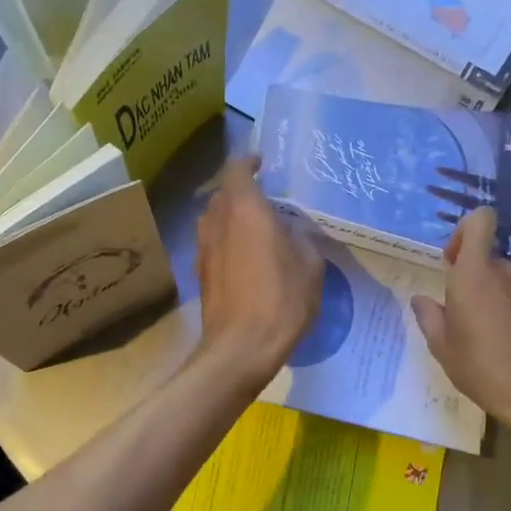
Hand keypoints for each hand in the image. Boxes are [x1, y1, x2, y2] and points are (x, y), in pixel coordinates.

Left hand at [194, 156, 323, 390]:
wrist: (240, 348)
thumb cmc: (280, 299)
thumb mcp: (310, 264)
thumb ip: (302, 237)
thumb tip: (292, 230)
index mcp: (244, 209)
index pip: (237, 169)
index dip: (249, 162)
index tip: (263, 164)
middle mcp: (217, 222)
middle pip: (224, 195)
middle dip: (243, 194)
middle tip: (268, 203)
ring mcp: (203, 249)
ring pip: (215, 221)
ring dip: (233, 220)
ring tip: (259, 233)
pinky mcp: (201, 274)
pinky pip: (214, 246)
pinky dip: (228, 244)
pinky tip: (248, 262)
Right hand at [411, 206, 510, 435]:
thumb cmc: (481, 366)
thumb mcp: (442, 346)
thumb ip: (429, 316)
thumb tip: (421, 301)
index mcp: (474, 273)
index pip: (480, 220)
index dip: (464, 231)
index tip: (452, 261)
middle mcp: (506, 272)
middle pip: (488, 258)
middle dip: (474, 278)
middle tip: (463, 315)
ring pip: (506, 281)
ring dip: (494, 297)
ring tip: (488, 335)